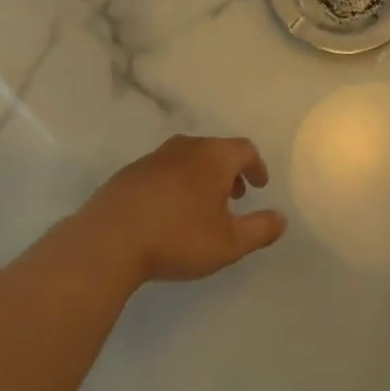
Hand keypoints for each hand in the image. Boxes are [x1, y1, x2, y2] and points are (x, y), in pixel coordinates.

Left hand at [62, 135, 285, 285]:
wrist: (109, 240)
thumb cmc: (178, 237)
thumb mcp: (230, 243)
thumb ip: (260, 229)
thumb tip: (281, 218)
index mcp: (213, 157)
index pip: (244, 149)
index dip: (256, 166)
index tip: (260, 186)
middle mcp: (185, 148)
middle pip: (215, 150)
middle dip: (229, 171)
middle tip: (235, 195)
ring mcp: (153, 158)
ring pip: (187, 158)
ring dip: (202, 176)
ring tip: (203, 205)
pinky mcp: (129, 173)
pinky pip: (163, 170)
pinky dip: (176, 183)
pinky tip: (169, 211)